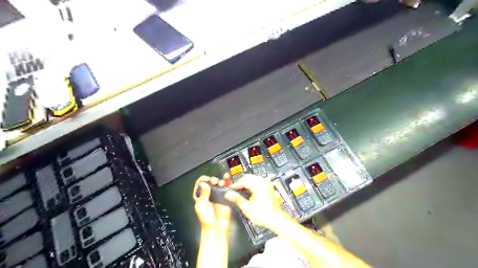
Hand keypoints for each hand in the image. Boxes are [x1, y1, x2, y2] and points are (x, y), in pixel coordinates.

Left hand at [193, 174, 231, 230]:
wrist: (216, 227)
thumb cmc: (206, 219)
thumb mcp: (202, 206)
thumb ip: (203, 194)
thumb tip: (204, 184)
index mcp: (200, 195)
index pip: (200, 183)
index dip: (204, 180)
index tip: (207, 180)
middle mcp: (209, 193)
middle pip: (210, 181)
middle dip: (213, 179)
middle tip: (214, 182)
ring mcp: (217, 194)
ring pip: (219, 183)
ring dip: (220, 180)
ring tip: (221, 183)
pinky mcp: (225, 196)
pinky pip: (226, 187)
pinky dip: (227, 182)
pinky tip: (227, 178)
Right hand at [226, 174, 282, 228]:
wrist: (276, 219)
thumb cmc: (263, 215)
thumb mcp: (247, 208)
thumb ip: (237, 199)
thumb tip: (228, 194)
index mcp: (258, 185)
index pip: (243, 180)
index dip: (235, 185)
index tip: (230, 189)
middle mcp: (263, 182)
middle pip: (248, 177)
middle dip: (240, 183)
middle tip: (234, 190)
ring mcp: (267, 183)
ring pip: (253, 178)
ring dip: (246, 183)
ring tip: (241, 192)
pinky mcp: (269, 186)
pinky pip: (258, 181)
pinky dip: (252, 184)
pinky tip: (249, 192)